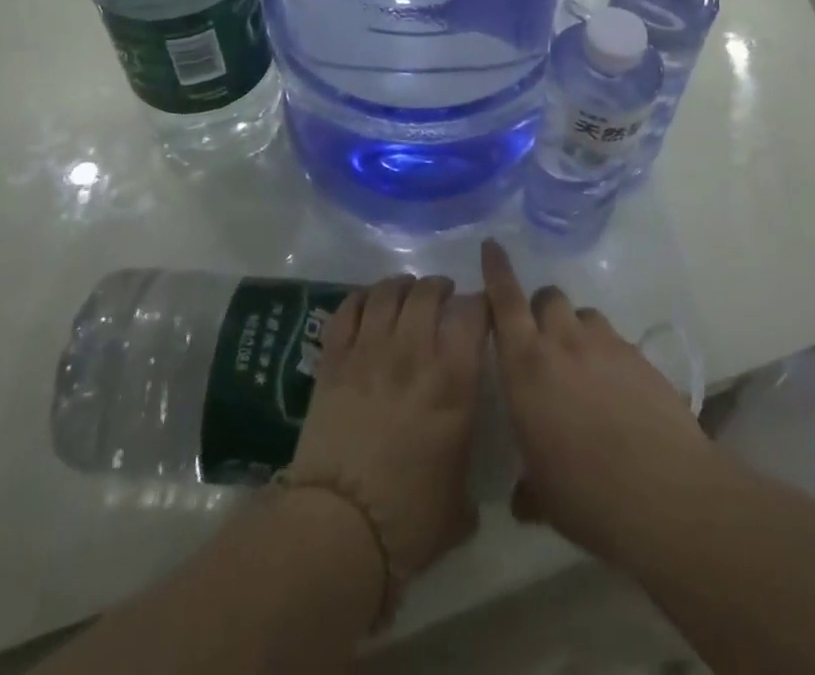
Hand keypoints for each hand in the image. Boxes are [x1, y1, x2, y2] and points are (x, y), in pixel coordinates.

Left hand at [285, 275, 487, 581]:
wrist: (339, 529)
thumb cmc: (410, 521)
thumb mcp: (460, 502)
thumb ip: (466, 466)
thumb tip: (463, 464)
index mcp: (453, 382)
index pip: (473, 314)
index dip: (480, 304)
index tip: (481, 311)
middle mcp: (414, 353)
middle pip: (427, 293)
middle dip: (439, 287)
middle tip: (443, 295)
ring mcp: (370, 351)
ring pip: (388, 293)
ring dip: (402, 286)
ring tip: (407, 292)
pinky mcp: (334, 360)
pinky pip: (348, 310)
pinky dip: (361, 297)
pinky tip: (369, 301)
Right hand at [481, 238, 719, 566]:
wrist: (667, 495)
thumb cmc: (588, 495)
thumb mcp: (544, 497)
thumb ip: (528, 486)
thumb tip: (522, 497)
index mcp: (527, 366)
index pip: (505, 301)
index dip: (496, 270)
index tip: (492, 245)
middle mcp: (564, 343)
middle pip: (548, 298)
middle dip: (540, 309)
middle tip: (542, 340)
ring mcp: (606, 345)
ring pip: (584, 315)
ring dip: (576, 330)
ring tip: (583, 367)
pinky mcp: (640, 357)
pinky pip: (615, 341)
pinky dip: (608, 355)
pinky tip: (618, 392)